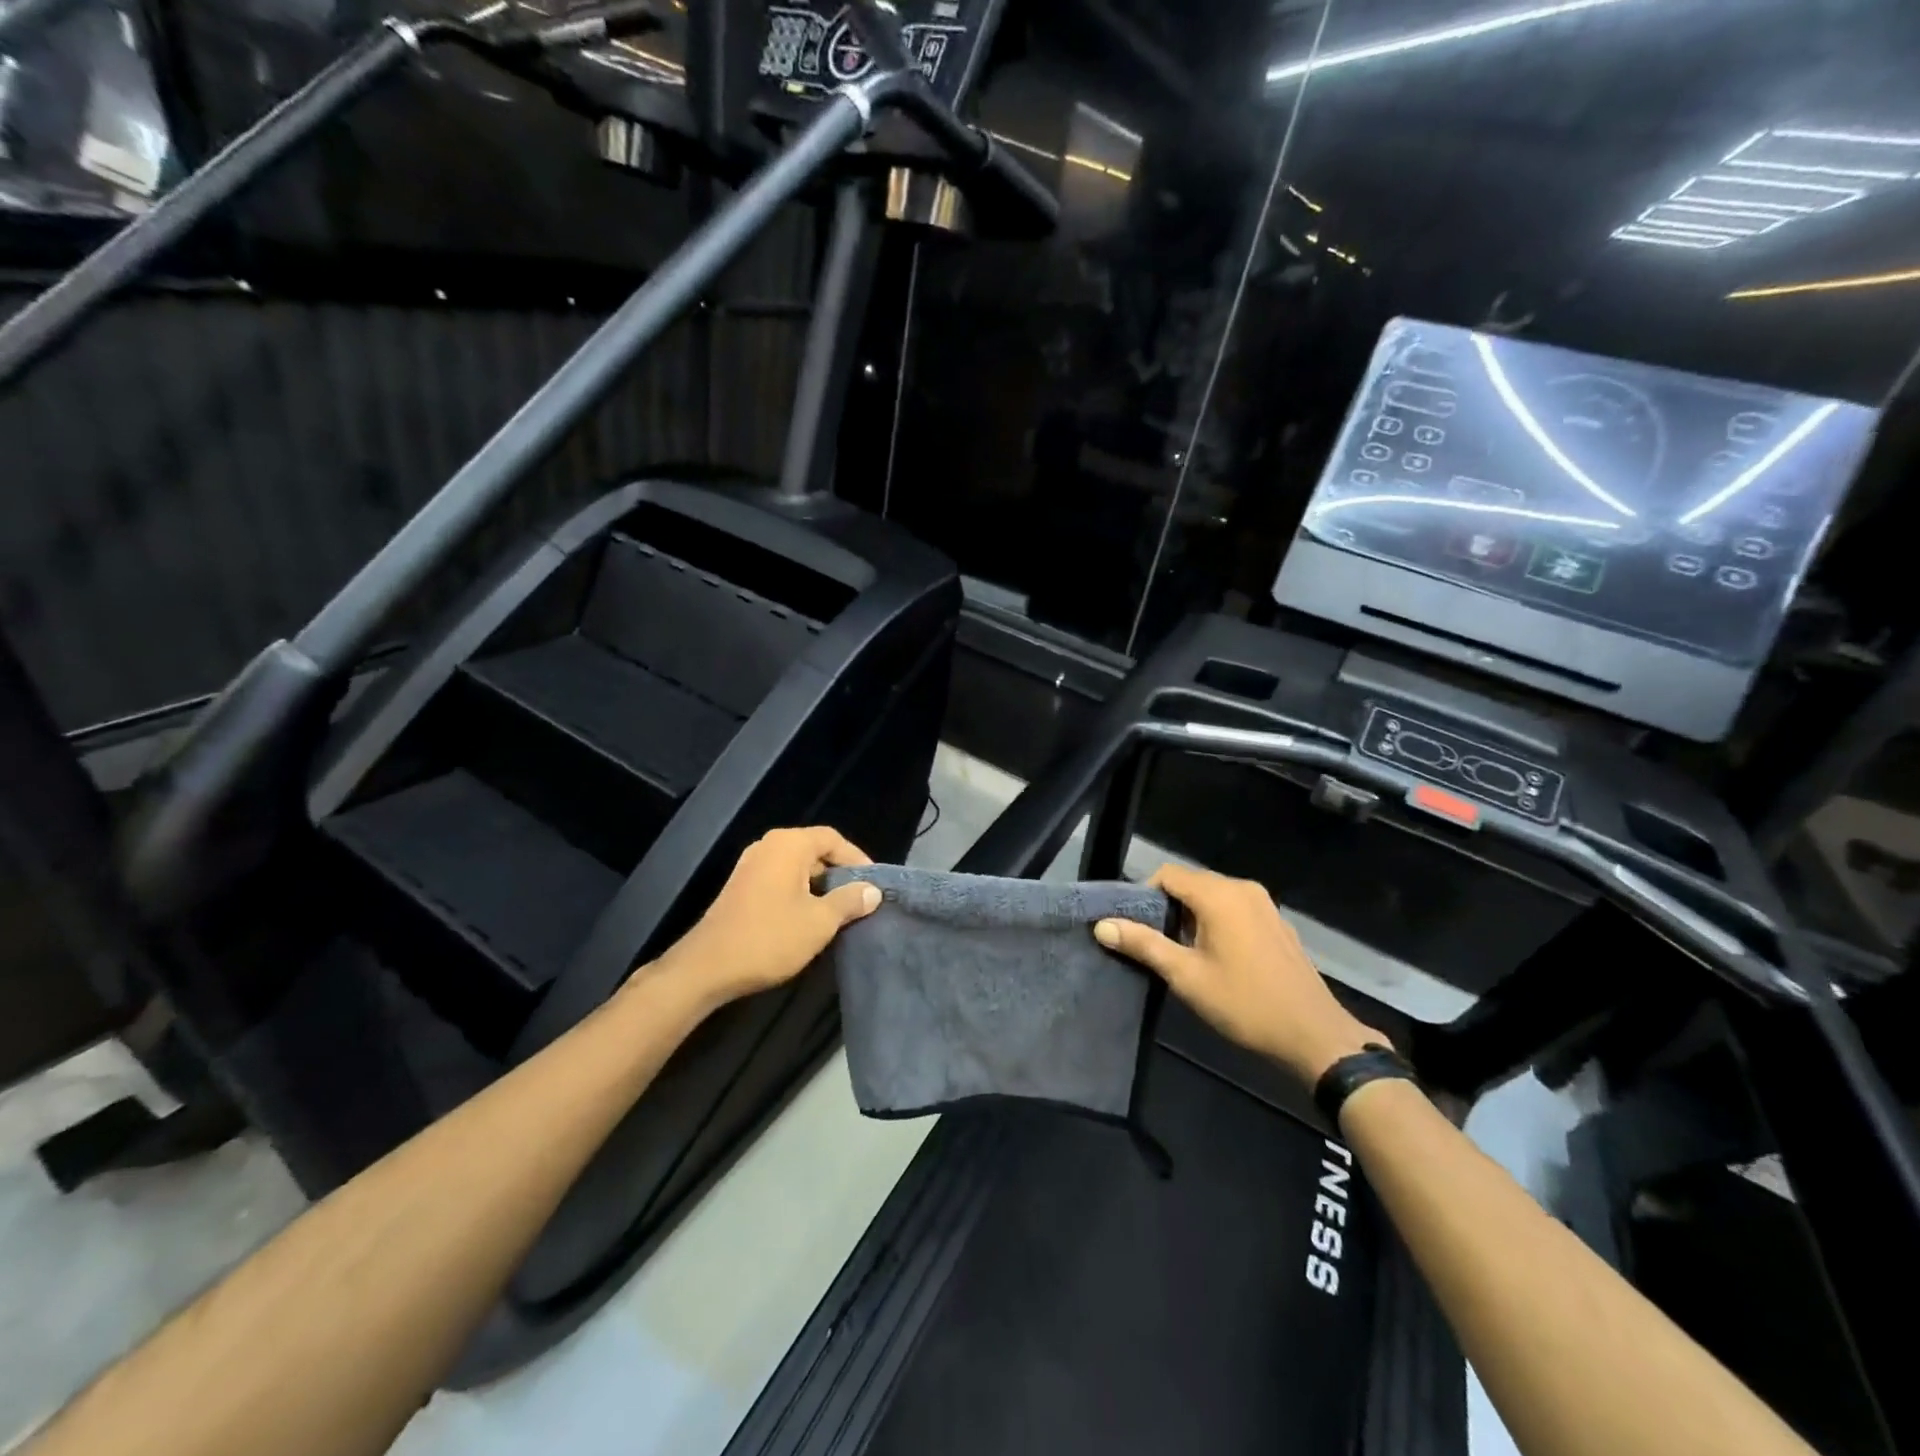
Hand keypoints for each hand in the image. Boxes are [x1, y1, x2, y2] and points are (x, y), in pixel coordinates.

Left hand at [647, 827, 881, 1010]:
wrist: (708, 968)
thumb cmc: (769, 938)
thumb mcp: (820, 922)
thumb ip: (849, 901)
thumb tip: (872, 891)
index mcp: (788, 845)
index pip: (832, 839)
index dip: (857, 859)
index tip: (873, 884)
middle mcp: (768, 846)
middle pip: (814, 850)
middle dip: (839, 873)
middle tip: (860, 898)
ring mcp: (751, 866)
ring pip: (797, 867)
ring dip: (819, 886)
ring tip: (839, 911)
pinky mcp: (741, 887)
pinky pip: (780, 879)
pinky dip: (799, 893)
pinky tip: (808, 918)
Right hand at [1093, 863, 1386, 1085]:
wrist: (1314, 1036)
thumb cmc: (1244, 1004)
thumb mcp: (1186, 976)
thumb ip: (1143, 945)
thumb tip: (1102, 925)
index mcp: (1219, 895)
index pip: (1167, 875)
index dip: (1143, 895)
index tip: (1134, 928)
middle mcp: (1242, 888)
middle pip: (1190, 882)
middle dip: (1167, 907)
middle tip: (1153, 943)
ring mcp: (1264, 904)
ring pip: (1213, 896)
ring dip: (1191, 916)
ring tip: (1181, 953)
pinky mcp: (1276, 923)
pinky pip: (1234, 908)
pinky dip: (1216, 921)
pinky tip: (1215, 956)